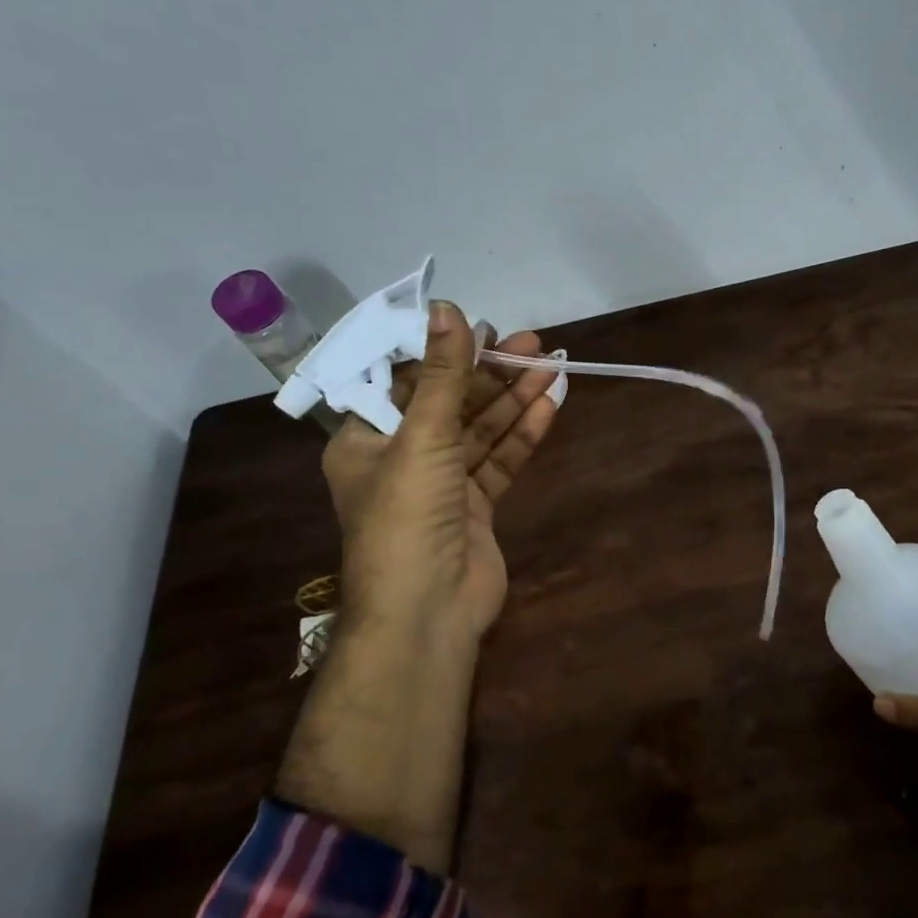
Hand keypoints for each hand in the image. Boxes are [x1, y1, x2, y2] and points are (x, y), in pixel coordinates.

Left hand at [321, 301, 558, 644]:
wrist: (427, 611)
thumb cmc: (407, 515)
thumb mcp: (422, 436)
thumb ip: (443, 373)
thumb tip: (446, 306)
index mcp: (366, 439)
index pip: (408, 382)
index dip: (447, 353)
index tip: (486, 328)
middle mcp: (401, 458)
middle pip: (451, 403)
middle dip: (492, 374)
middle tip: (533, 344)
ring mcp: (441, 484)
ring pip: (480, 431)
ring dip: (513, 400)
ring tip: (551, 366)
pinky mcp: (475, 507)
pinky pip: (499, 461)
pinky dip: (522, 435)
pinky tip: (550, 406)